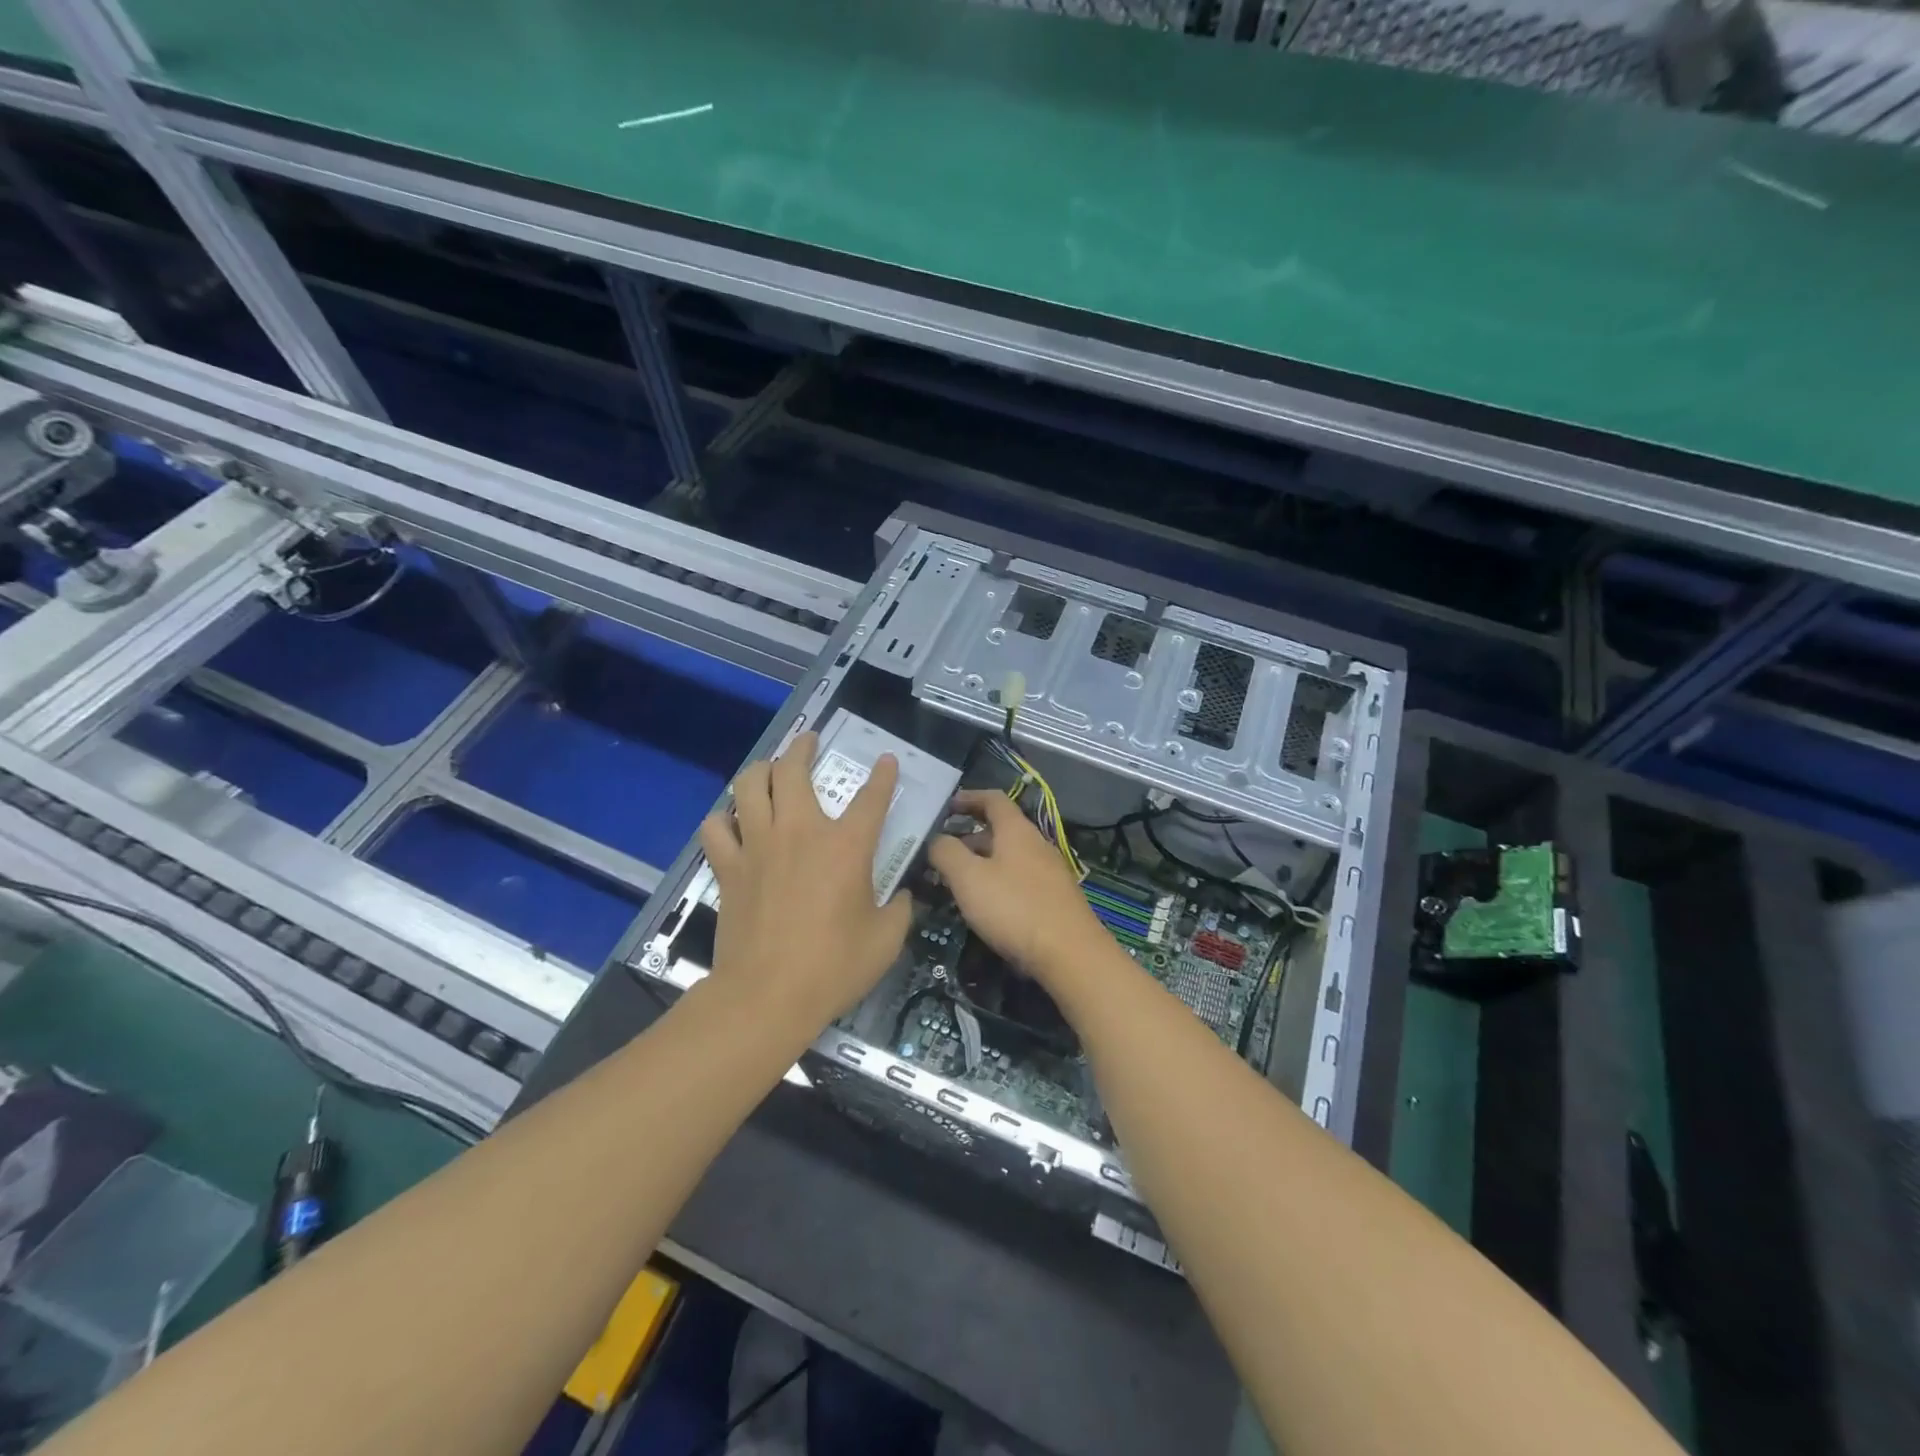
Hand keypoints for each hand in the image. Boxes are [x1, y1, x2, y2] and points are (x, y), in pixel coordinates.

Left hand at [697, 732, 913, 1032]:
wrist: (766, 997)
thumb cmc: (834, 967)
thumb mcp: (886, 939)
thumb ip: (899, 909)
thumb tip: (901, 896)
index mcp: (846, 846)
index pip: (872, 796)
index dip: (883, 775)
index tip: (886, 761)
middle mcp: (800, 832)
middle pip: (794, 770)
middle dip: (804, 748)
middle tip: (810, 741)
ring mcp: (758, 846)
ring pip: (749, 786)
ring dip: (761, 770)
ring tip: (769, 769)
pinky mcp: (729, 867)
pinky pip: (716, 828)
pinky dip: (723, 819)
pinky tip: (732, 822)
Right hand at [926, 790, 1108, 993]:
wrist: (1071, 954)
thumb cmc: (1014, 908)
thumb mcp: (969, 878)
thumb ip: (947, 853)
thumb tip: (936, 839)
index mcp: (1017, 830)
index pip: (993, 799)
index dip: (968, 798)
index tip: (946, 806)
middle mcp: (1037, 844)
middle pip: (1001, 829)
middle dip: (970, 836)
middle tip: (943, 852)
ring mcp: (1050, 872)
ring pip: (1010, 856)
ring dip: (983, 861)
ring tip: (958, 881)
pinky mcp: (1055, 899)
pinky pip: (1020, 879)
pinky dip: (999, 882)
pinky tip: (987, 905)